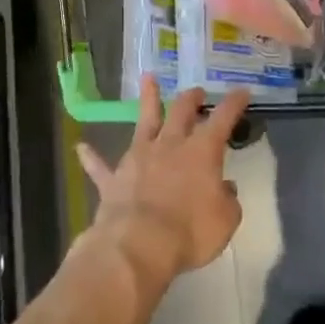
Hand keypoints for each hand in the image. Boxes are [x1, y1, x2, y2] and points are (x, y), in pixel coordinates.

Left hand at [76, 76, 252, 282]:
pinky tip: (82, 147)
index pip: (223, 118)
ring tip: (148, 79)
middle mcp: (170, 145)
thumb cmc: (191, 231)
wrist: (139, 245)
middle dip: (191, 98)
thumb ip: (228, 199)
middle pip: (181, 111)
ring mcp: (138, 158)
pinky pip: (100, 166)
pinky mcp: (114, 179)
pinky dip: (92, 157)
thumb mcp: (226, 219)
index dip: (234, 103)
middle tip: (196, 91)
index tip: (242, 92)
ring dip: (147, 99)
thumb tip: (225, 188)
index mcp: (203, 151)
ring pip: (144, 121)